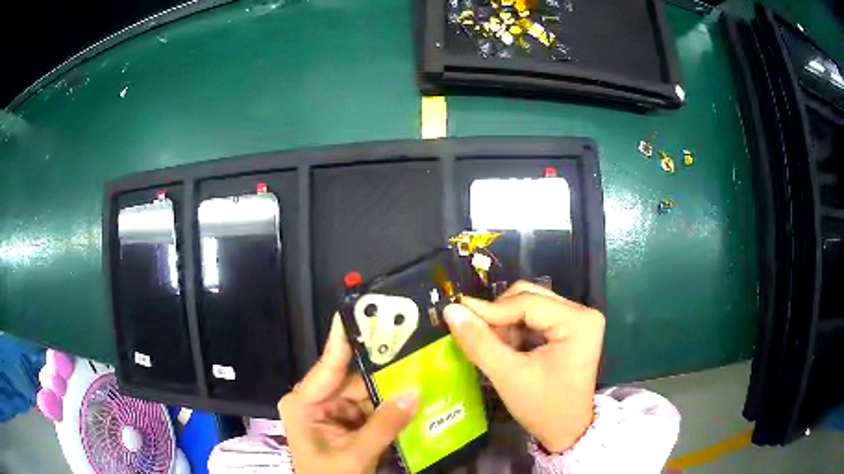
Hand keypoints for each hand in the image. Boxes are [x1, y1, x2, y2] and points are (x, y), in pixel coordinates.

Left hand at [278, 314, 419, 473]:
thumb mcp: (355, 455)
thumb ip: (384, 425)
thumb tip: (415, 391)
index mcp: (303, 403)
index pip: (328, 365)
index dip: (344, 337)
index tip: (359, 308)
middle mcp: (314, 400)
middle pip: (352, 378)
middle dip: (382, 369)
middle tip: (412, 345)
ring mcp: (330, 411)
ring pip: (364, 393)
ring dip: (390, 388)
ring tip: (420, 368)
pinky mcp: (344, 422)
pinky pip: (369, 407)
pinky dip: (388, 406)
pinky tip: (412, 395)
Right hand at [444, 281, 603, 452]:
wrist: (566, 431)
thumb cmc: (542, 407)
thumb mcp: (508, 376)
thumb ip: (479, 342)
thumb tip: (450, 310)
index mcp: (578, 320)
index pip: (527, 303)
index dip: (490, 310)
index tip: (457, 315)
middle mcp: (582, 312)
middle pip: (529, 297)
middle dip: (499, 317)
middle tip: (478, 338)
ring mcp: (578, 320)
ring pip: (529, 306)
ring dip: (505, 324)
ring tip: (495, 349)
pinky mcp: (570, 328)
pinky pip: (535, 317)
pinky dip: (515, 330)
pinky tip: (507, 349)